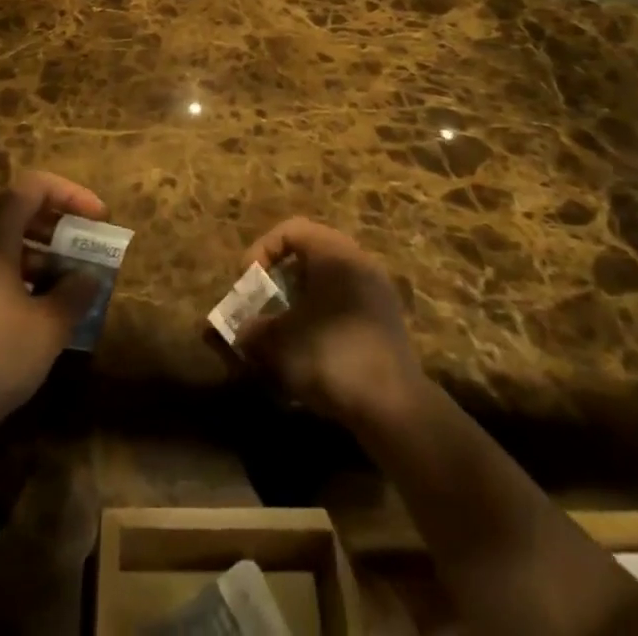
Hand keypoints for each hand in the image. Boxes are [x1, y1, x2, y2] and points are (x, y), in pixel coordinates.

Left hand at [0, 171, 106, 447]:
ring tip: (61, 282)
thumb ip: (75, 293)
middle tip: (82, 249)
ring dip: (32, 252)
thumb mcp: (49, 328)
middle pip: (13, 211)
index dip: (71, 195)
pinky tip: (26, 309)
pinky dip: (7, 273)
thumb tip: (89, 277)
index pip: (33, 187)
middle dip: (54, 226)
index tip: (97, 219)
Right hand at [235, 218, 426, 433]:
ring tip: (284, 329)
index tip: (248, 283)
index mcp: (334, 252)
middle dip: (280, 277)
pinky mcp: (387, 320)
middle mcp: (358, 260)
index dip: (261, 250)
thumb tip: (242, 331)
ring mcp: (377, 290)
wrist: (394, 408)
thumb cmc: (331, 357)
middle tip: (263, 303)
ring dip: (301, 299)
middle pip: (310, 253)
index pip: (290, 229)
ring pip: (328, 280)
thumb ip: (253, 330)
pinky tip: (312, 348)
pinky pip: (346, 302)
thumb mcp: (279, 343)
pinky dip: (323, 315)